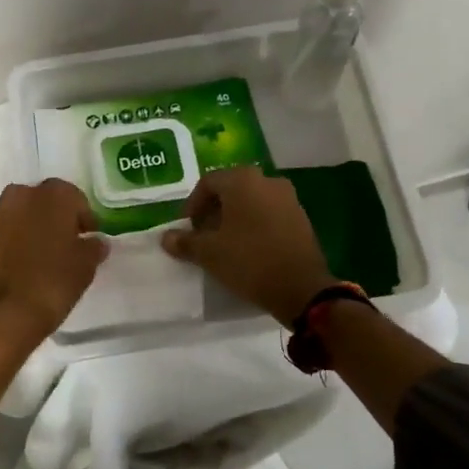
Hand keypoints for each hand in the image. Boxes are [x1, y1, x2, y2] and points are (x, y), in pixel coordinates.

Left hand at [0, 180, 108, 345]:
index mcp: (52, 197)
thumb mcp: (85, 268)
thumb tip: (95, 241)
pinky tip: (4, 265)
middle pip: (38, 201)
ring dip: (20, 228)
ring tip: (27, 256)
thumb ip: (92, 247)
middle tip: (57, 244)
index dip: (80, 216)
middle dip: (48, 217)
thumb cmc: (51, 286)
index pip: (72, 197)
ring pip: (11, 215)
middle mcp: (18, 196)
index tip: (86, 236)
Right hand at [162, 167, 335, 322]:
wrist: (301, 288)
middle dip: (213, 211)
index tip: (186, 229)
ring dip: (235, 218)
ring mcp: (288, 198)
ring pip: (252, 202)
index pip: (208, 183)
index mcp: (243, 180)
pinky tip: (248, 248)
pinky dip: (255, 225)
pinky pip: (269, 214)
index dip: (192, 205)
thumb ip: (185, 241)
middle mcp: (267, 181)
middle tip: (202, 235)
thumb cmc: (249, 261)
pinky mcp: (302, 218)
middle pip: (231, 190)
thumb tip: (166, 237)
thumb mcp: (209, 253)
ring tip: (224, 244)